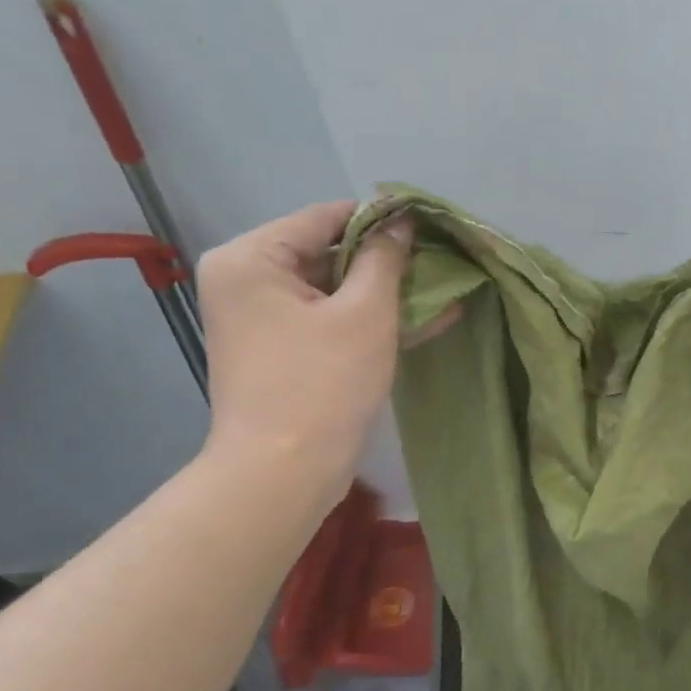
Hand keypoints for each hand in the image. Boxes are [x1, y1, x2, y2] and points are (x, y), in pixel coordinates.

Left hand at [196, 200, 411, 499]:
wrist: (283, 473)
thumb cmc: (322, 384)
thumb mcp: (365, 313)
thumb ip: (385, 258)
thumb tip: (400, 219)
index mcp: (251, 258)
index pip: (325, 217)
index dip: (381, 219)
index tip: (430, 226)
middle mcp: (247, 279)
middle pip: (328, 252)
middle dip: (387, 261)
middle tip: (441, 263)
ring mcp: (262, 318)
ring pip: (334, 289)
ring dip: (386, 293)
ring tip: (444, 290)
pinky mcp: (281, 349)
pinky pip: (329, 320)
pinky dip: (369, 320)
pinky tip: (424, 320)